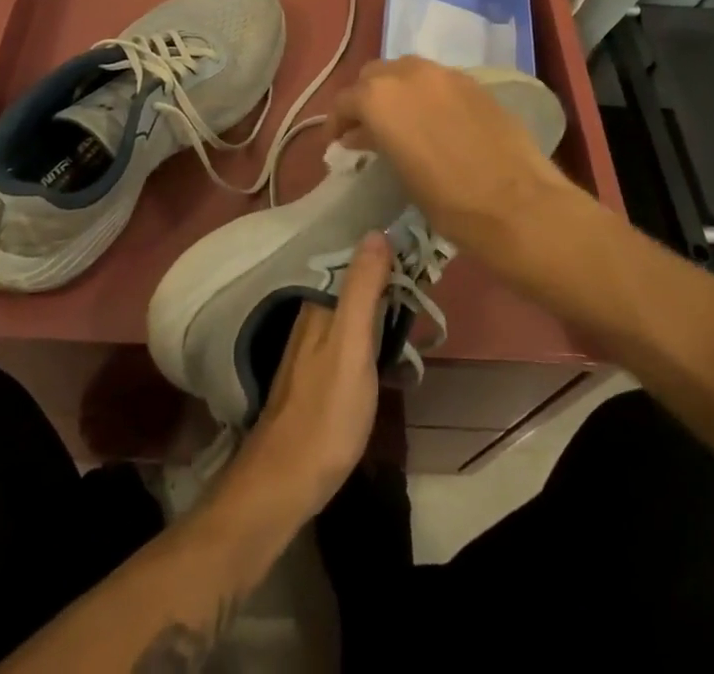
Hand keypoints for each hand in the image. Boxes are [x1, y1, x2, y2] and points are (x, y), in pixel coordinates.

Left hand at [219, 232, 392, 525]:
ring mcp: (314, 345)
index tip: (421, 240)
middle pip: (353, 280)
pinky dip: (373, 324)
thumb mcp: (350, 346)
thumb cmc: (325, 412)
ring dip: (382, 297)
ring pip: (353, 306)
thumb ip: (361, 290)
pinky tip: (391, 334)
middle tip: (429, 267)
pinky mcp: (320, 371)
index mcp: (319, 303)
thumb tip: (376, 232)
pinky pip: (351, 331)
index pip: (354, 258)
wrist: (285, 481)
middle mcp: (312, 315)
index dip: (386, 247)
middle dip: (386, 270)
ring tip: (418, 293)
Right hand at [326, 56, 569, 246]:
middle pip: (374, 76)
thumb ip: (375, 142)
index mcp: (379, 97)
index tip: (338, 143)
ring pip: (406, 71)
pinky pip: (437, 80)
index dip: (337, 122)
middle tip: (367, 130)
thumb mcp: (398, 173)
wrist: (517, 203)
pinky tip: (435, 122)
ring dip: (396, 91)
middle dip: (366, 99)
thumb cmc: (448, 201)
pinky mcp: (474, 82)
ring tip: (401, 122)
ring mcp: (444, 73)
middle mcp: (408, 73)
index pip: (345, 100)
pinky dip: (426, 94)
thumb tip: (362, 135)